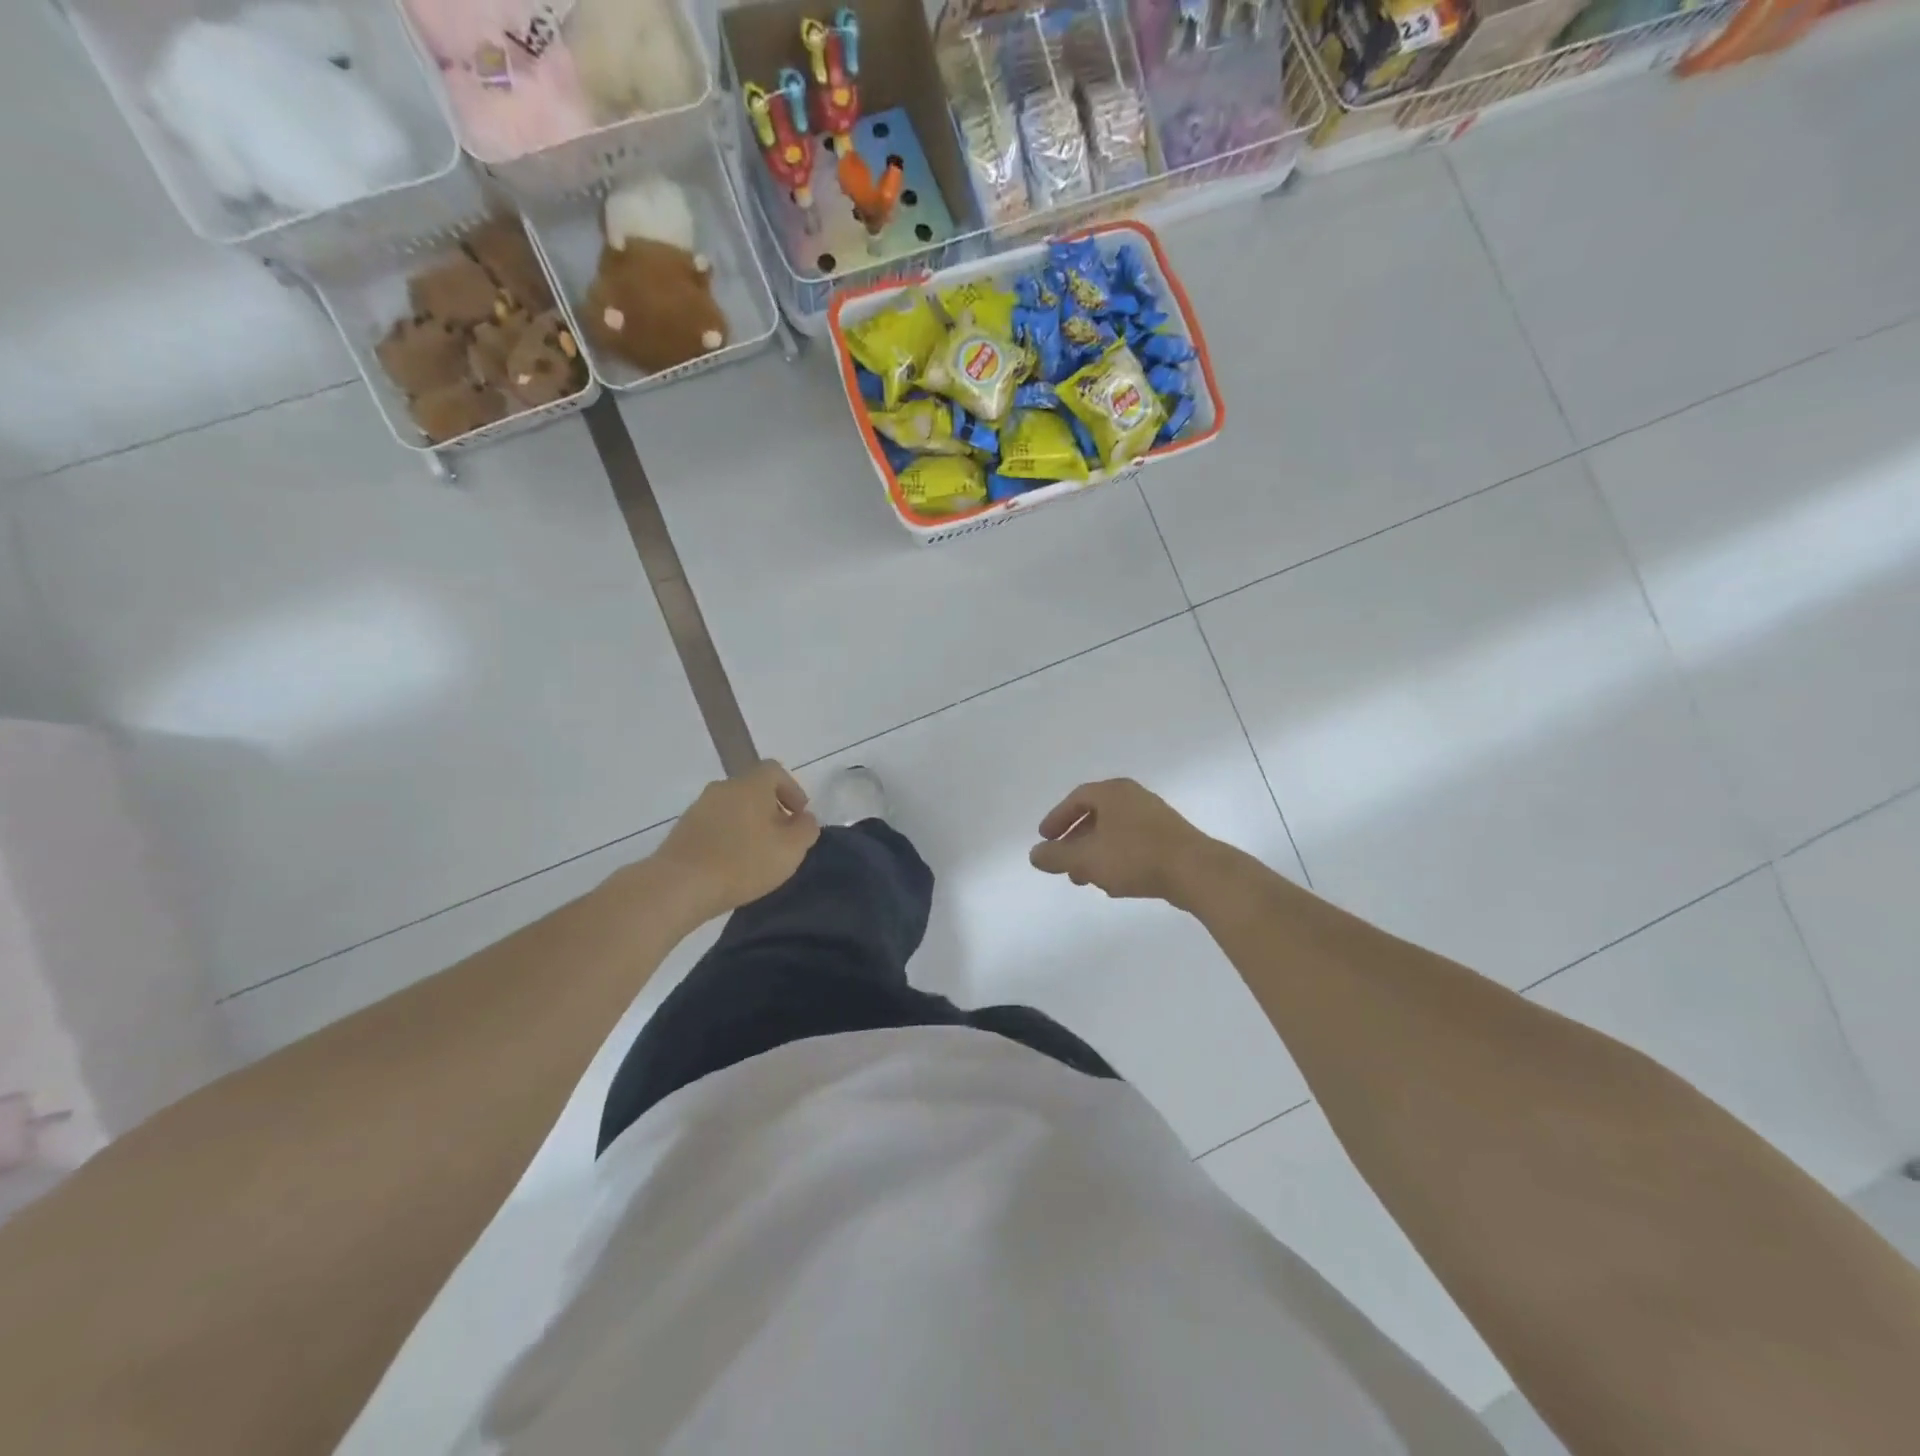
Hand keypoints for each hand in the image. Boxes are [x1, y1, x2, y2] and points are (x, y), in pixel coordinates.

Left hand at [650, 760, 818, 923]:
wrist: (679, 885)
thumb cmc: (743, 862)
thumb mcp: (791, 849)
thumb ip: (806, 829)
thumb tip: (805, 819)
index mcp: (750, 785)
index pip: (775, 770)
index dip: (792, 789)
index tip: (799, 815)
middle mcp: (723, 788)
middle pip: (753, 789)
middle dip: (771, 809)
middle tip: (782, 838)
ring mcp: (699, 808)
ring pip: (733, 808)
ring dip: (749, 824)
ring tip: (758, 855)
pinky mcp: (683, 829)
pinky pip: (715, 825)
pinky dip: (728, 837)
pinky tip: (733, 864)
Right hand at [1029, 779, 1217, 906]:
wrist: (1195, 871)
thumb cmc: (1134, 857)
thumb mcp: (1086, 859)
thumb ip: (1056, 856)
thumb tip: (1034, 854)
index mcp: (1112, 792)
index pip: (1077, 799)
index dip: (1057, 819)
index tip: (1045, 839)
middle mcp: (1134, 797)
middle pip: (1096, 815)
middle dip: (1076, 842)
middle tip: (1063, 863)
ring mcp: (1155, 817)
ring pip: (1114, 832)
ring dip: (1095, 854)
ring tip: (1085, 880)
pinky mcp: (1171, 838)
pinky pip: (1134, 844)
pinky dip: (1117, 859)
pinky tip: (1114, 884)